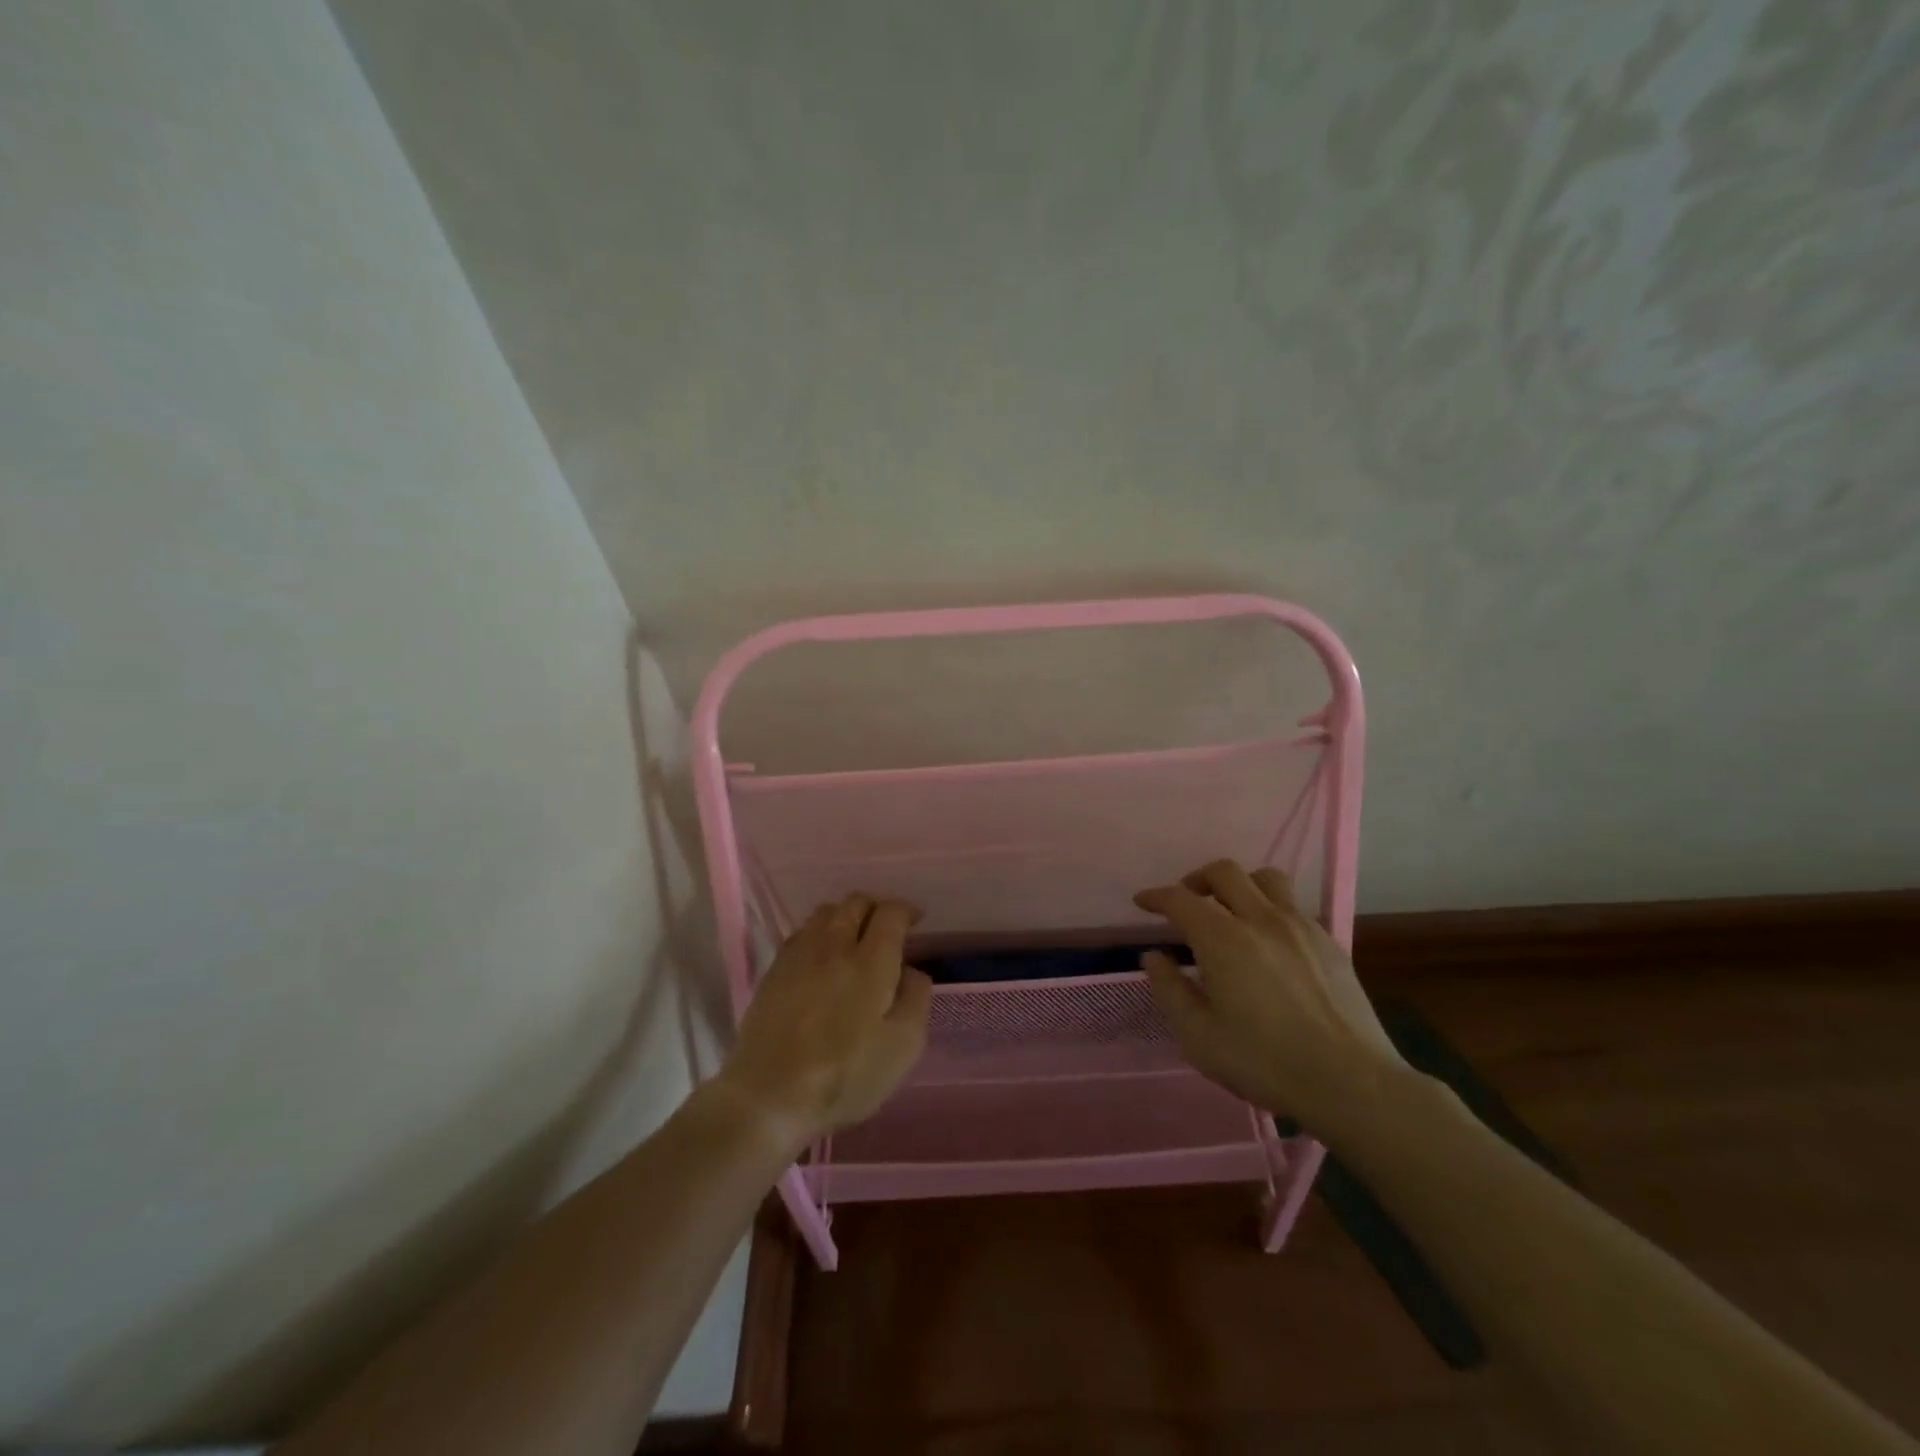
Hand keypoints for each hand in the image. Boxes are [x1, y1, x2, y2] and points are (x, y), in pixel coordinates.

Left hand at [712, 894, 932, 1151]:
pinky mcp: (774, 970)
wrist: (769, 1095)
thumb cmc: (845, 1075)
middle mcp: (834, 945)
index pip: (890, 913)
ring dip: (846, 916)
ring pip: (826, 912)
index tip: (915, 921)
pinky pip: (802, 932)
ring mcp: (799, 954)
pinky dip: (820, 932)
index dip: (906, 910)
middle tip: (887, 929)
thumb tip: (911, 970)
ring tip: (855, 939)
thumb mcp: (903, 1046)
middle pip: (856, 902)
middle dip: (877, 908)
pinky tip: (822, 956)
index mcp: (871, 960)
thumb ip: (916, 998)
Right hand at [1134, 859, 1409, 1139]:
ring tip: (1231, 909)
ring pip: (1266, 878)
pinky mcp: (1329, 942)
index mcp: (1223, 940)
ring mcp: (1300, 926)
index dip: (1156, 896)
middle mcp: (1261, 919)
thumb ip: (1170, 990)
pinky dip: (1271, 908)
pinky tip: (1269, 939)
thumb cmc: (1264, 1062)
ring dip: (1240, 884)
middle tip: (1186, 901)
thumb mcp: (1199, 1037)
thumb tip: (1154, 956)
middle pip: (1224, 872)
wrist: (1351, 1082)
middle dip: (1197, 879)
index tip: (1143, 902)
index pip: (1181, 899)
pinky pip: (1294, 905)